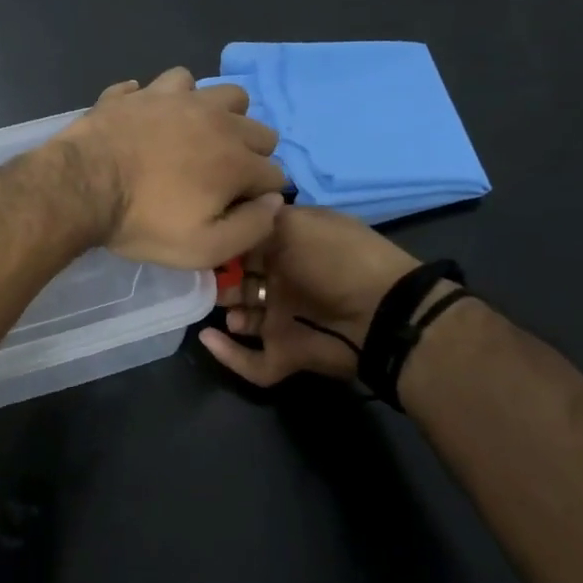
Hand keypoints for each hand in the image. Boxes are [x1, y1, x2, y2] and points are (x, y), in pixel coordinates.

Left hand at [53, 68, 286, 269]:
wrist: (82, 186)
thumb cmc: (144, 222)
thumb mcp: (204, 249)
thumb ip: (251, 228)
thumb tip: (275, 202)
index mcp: (237, 159)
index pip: (275, 174)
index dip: (261, 196)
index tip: (237, 209)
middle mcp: (218, 119)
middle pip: (259, 129)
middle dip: (251, 154)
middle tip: (220, 177)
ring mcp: (179, 98)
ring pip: (222, 92)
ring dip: (220, 115)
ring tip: (197, 137)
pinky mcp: (143, 91)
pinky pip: (169, 84)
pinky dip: (168, 100)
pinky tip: (155, 118)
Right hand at [200, 205, 425, 385]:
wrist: (380, 312)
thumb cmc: (335, 258)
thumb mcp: (297, 223)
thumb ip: (260, 221)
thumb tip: (234, 222)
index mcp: (292, 248)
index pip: (249, 245)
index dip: (226, 244)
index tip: (203, 241)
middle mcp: (286, 282)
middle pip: (242, 283)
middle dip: (220, 281)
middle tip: (202, 279)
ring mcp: (286, 320)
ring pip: (244, 320)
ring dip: (227, 314)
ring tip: (218, 307)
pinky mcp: (287, 353)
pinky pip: (252, 362)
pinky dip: (229, 355)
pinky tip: (209, 339)